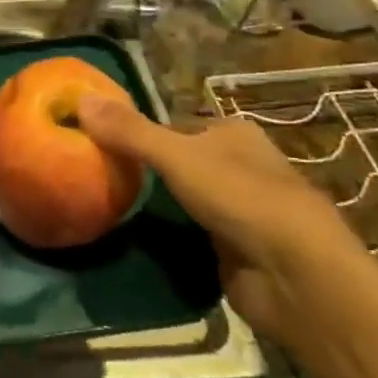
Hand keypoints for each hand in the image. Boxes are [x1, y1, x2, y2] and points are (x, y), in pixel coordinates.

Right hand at [77, 94, 369, 344]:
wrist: (296, 277)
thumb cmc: (241, 198)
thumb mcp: (177, 156)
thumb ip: (129, 131)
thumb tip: (80, 100)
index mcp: (234, 133)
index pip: (175, 124)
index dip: (139, 132)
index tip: (99, 143)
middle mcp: (241, 165)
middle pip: (179, 161)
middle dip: (146, 169)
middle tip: (97, 176)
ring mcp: (241, 209)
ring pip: (185, 198)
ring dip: (157, 204)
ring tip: (107, 205)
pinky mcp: (238, 249)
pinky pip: (192, 233)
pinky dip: (170, 235)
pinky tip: (138, 238)